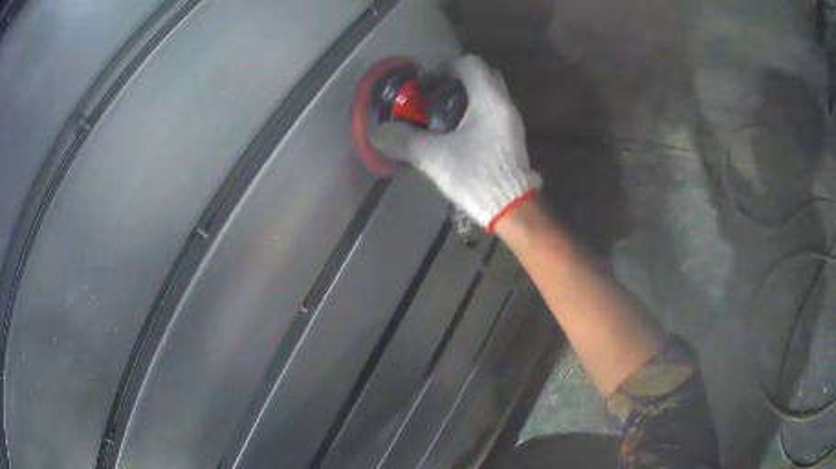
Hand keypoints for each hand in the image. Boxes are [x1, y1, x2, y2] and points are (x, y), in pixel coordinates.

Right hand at [369, 55, 541, 231]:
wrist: (513, 209)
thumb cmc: (477, 177)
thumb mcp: (435, 158)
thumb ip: (404, 140)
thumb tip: (378, 132)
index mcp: (490, 101)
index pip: (469, 64)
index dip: (443, 69)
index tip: (425, 87)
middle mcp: (504, 104)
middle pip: (481, 76)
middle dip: (454, 81)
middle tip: (433, 97)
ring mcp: (511, 120)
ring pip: (487, 93)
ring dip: (464, 97)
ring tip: (441, 116)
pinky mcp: (511, 136)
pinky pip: (492, 110)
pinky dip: (473, 111)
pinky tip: (457, 133)